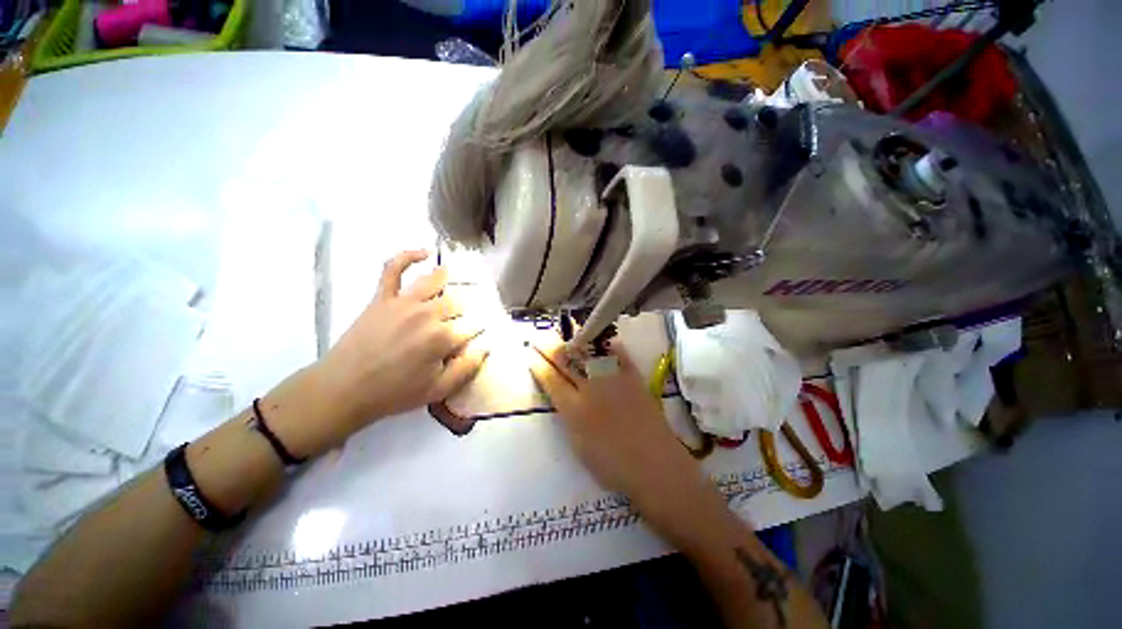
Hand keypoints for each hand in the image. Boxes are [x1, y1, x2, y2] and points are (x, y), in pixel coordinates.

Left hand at [301, 250, 486, 445]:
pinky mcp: (383, 297)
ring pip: (434, 282)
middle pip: (457, 304)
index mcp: (443, 338)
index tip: (473, 340)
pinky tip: (423, 253)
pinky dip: (407, 256)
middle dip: (462, 312)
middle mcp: (428, 314)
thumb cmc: (394, 393)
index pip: (472, 327)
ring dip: (447, 280)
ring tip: (453, 277)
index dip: (475, 333)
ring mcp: (404, 302)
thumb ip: (467, 369)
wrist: (344, 389)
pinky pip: (394, 269)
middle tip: (458, 322)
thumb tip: (485, 348)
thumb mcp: (438, 391)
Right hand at [528, 339, 739, 553]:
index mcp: (574, 409)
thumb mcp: (579, 445)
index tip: (530, 354)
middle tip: (539, 337)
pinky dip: (608, 345)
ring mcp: (613, 379)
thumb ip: (568, 417)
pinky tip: (600, 339)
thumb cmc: (613, 465)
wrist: (654, 465)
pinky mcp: (633, 377)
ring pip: (588, 353)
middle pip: (565, 362)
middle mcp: (590, 388)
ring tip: (564, 335)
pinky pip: (619, 354)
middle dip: (549, 347)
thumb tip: (563, 397)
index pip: (551, 380)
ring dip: (573, 341)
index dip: (539, 365)